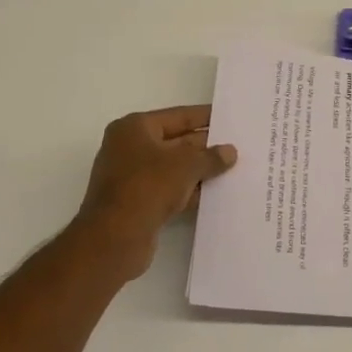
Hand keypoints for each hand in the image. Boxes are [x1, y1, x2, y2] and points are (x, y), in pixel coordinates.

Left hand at [76, 105, 236, 278]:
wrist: (115, 236)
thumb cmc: (148, 186)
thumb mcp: (187, 165)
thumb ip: (211, 157)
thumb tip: (229, 152)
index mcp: (134, 128)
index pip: (178, 116)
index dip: (205, 117)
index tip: (228, 117)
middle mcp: (129, 147)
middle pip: (175, 141)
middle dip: (204, 146)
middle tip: (236, 147)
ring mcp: (130, 176)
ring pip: (173, 168)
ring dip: (198, 171)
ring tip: (232, 170)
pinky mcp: (136, 201)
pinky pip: (168, 189)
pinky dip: (187, 190)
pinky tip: (212, 194)